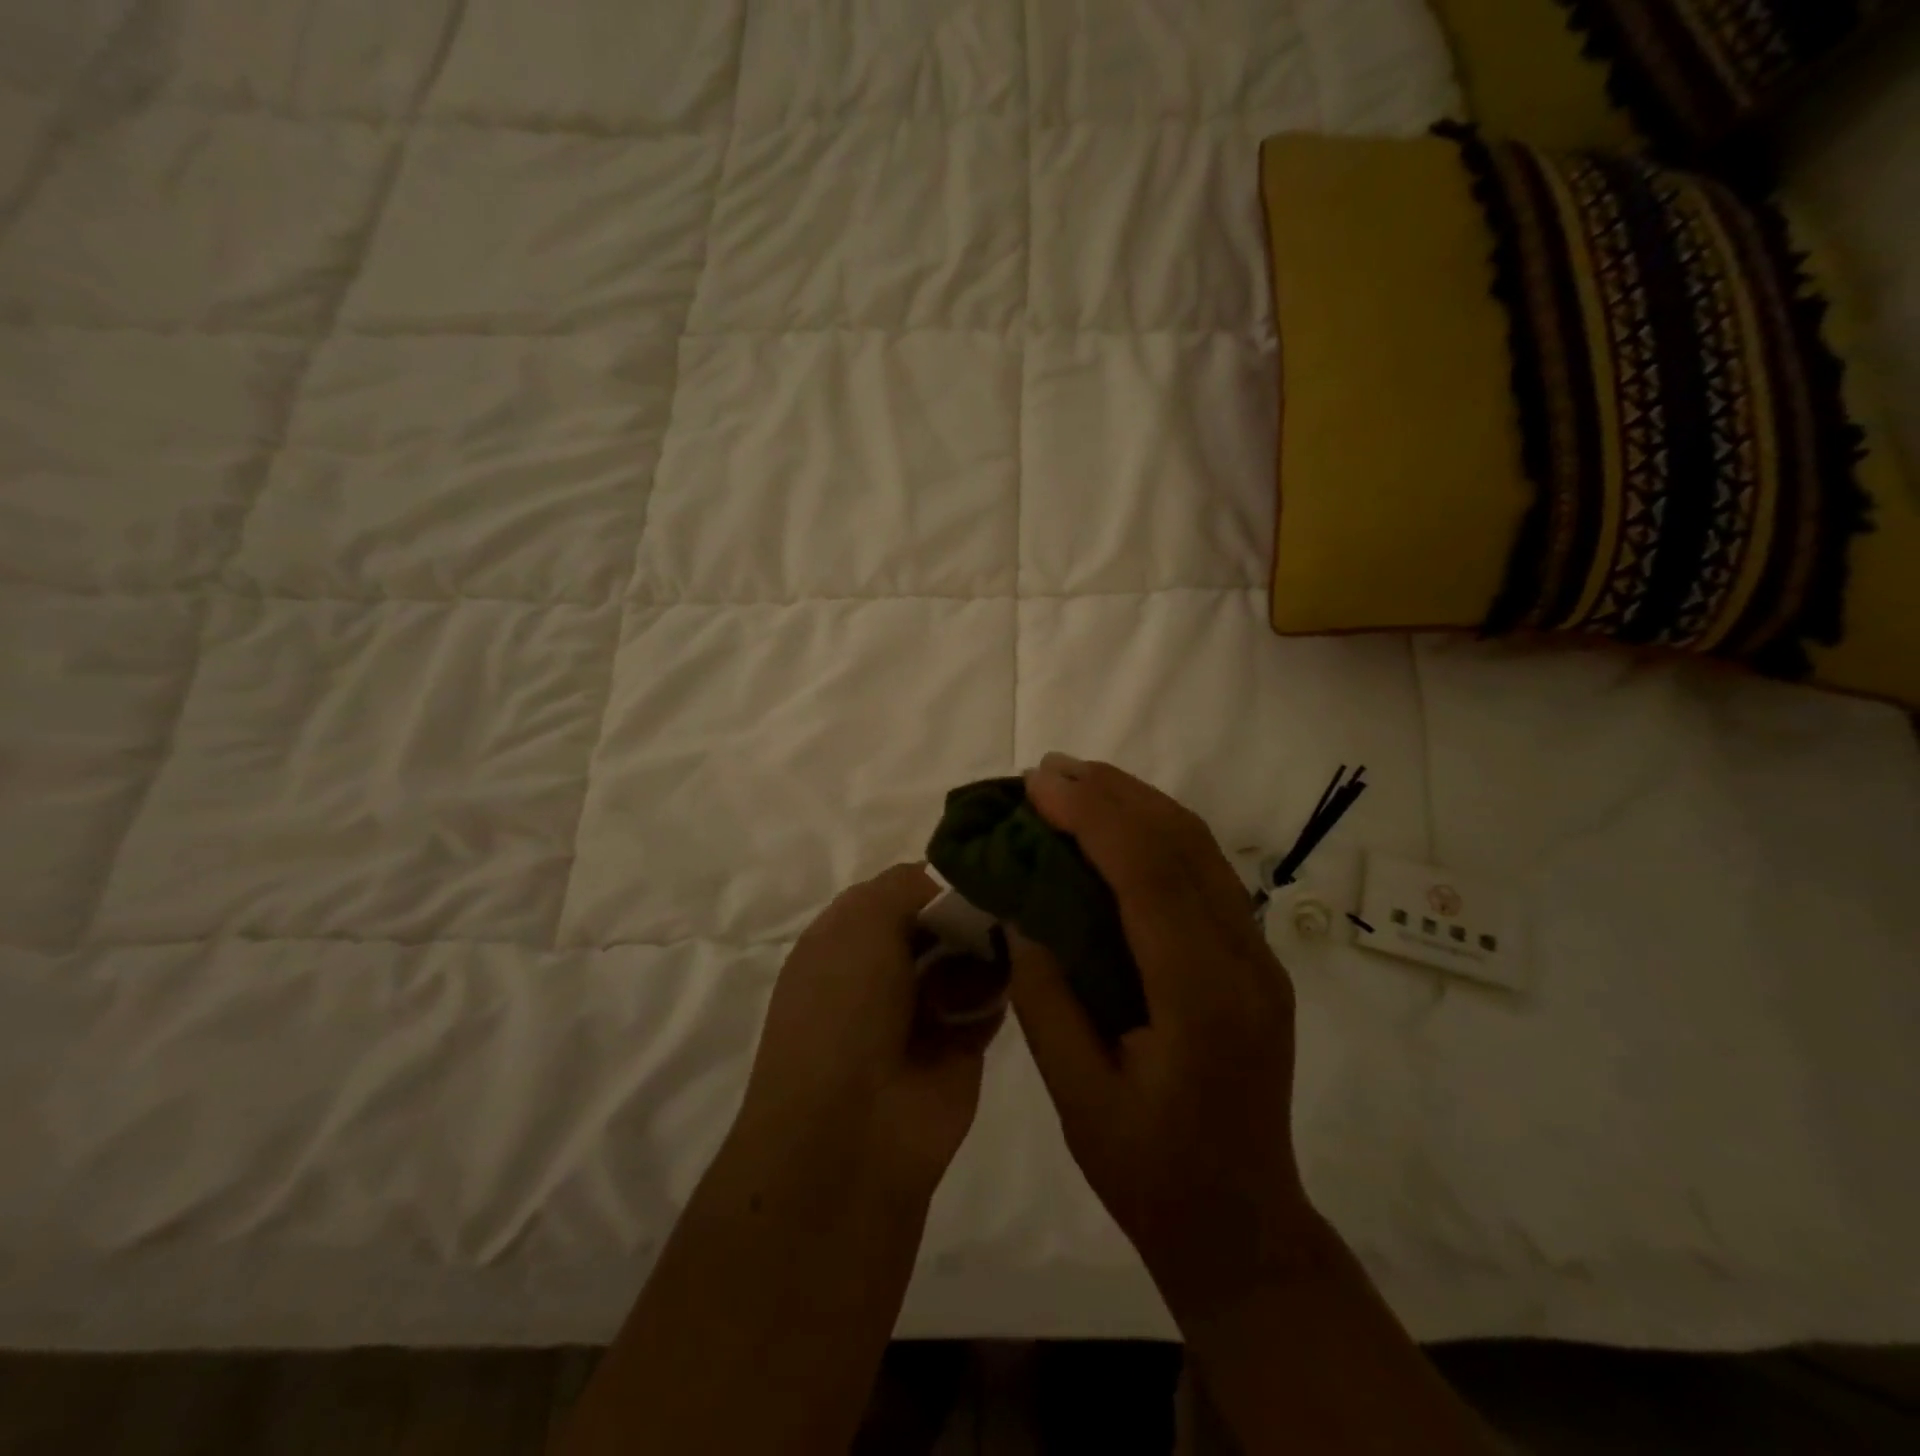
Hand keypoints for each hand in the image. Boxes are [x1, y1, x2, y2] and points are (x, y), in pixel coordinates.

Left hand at [735, 865, 1007, 1204]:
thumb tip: (949, 883)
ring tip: (1012, 934)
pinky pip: (992, 998)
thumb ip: (906, 886)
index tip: (981, 865)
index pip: (899, 891)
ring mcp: (922, 1008)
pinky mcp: (962, 1043)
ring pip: (969, 956)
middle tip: (1007, 897)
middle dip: (969, 909)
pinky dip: (1004, 985)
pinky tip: (1018, 970)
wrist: (853, 1131)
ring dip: (989, 945)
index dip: (935, 880)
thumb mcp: (861, 922)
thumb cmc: (844, 1007)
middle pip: (938, 922)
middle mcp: (882, 969)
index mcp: (845, 938)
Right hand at [1008, 756, 1317, 1326]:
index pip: (1149, 875)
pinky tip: (1117, 827)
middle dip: (1112, 793)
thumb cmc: (1151, 1175)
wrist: (1242, 1225)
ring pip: (1201, 849)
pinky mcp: (1253, 959)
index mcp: (1203, 1000)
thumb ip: (1046, 998)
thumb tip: (1021, 914)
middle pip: (1183, 844)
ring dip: (1137, 803)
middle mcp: (1245, 961)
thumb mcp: (1077, 1098)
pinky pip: (1205, 874)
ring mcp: (1258, 957)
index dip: (1093, 817)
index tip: (1038, 785)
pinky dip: (1157, 834)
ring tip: (1076, 782)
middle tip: (1047, 770)